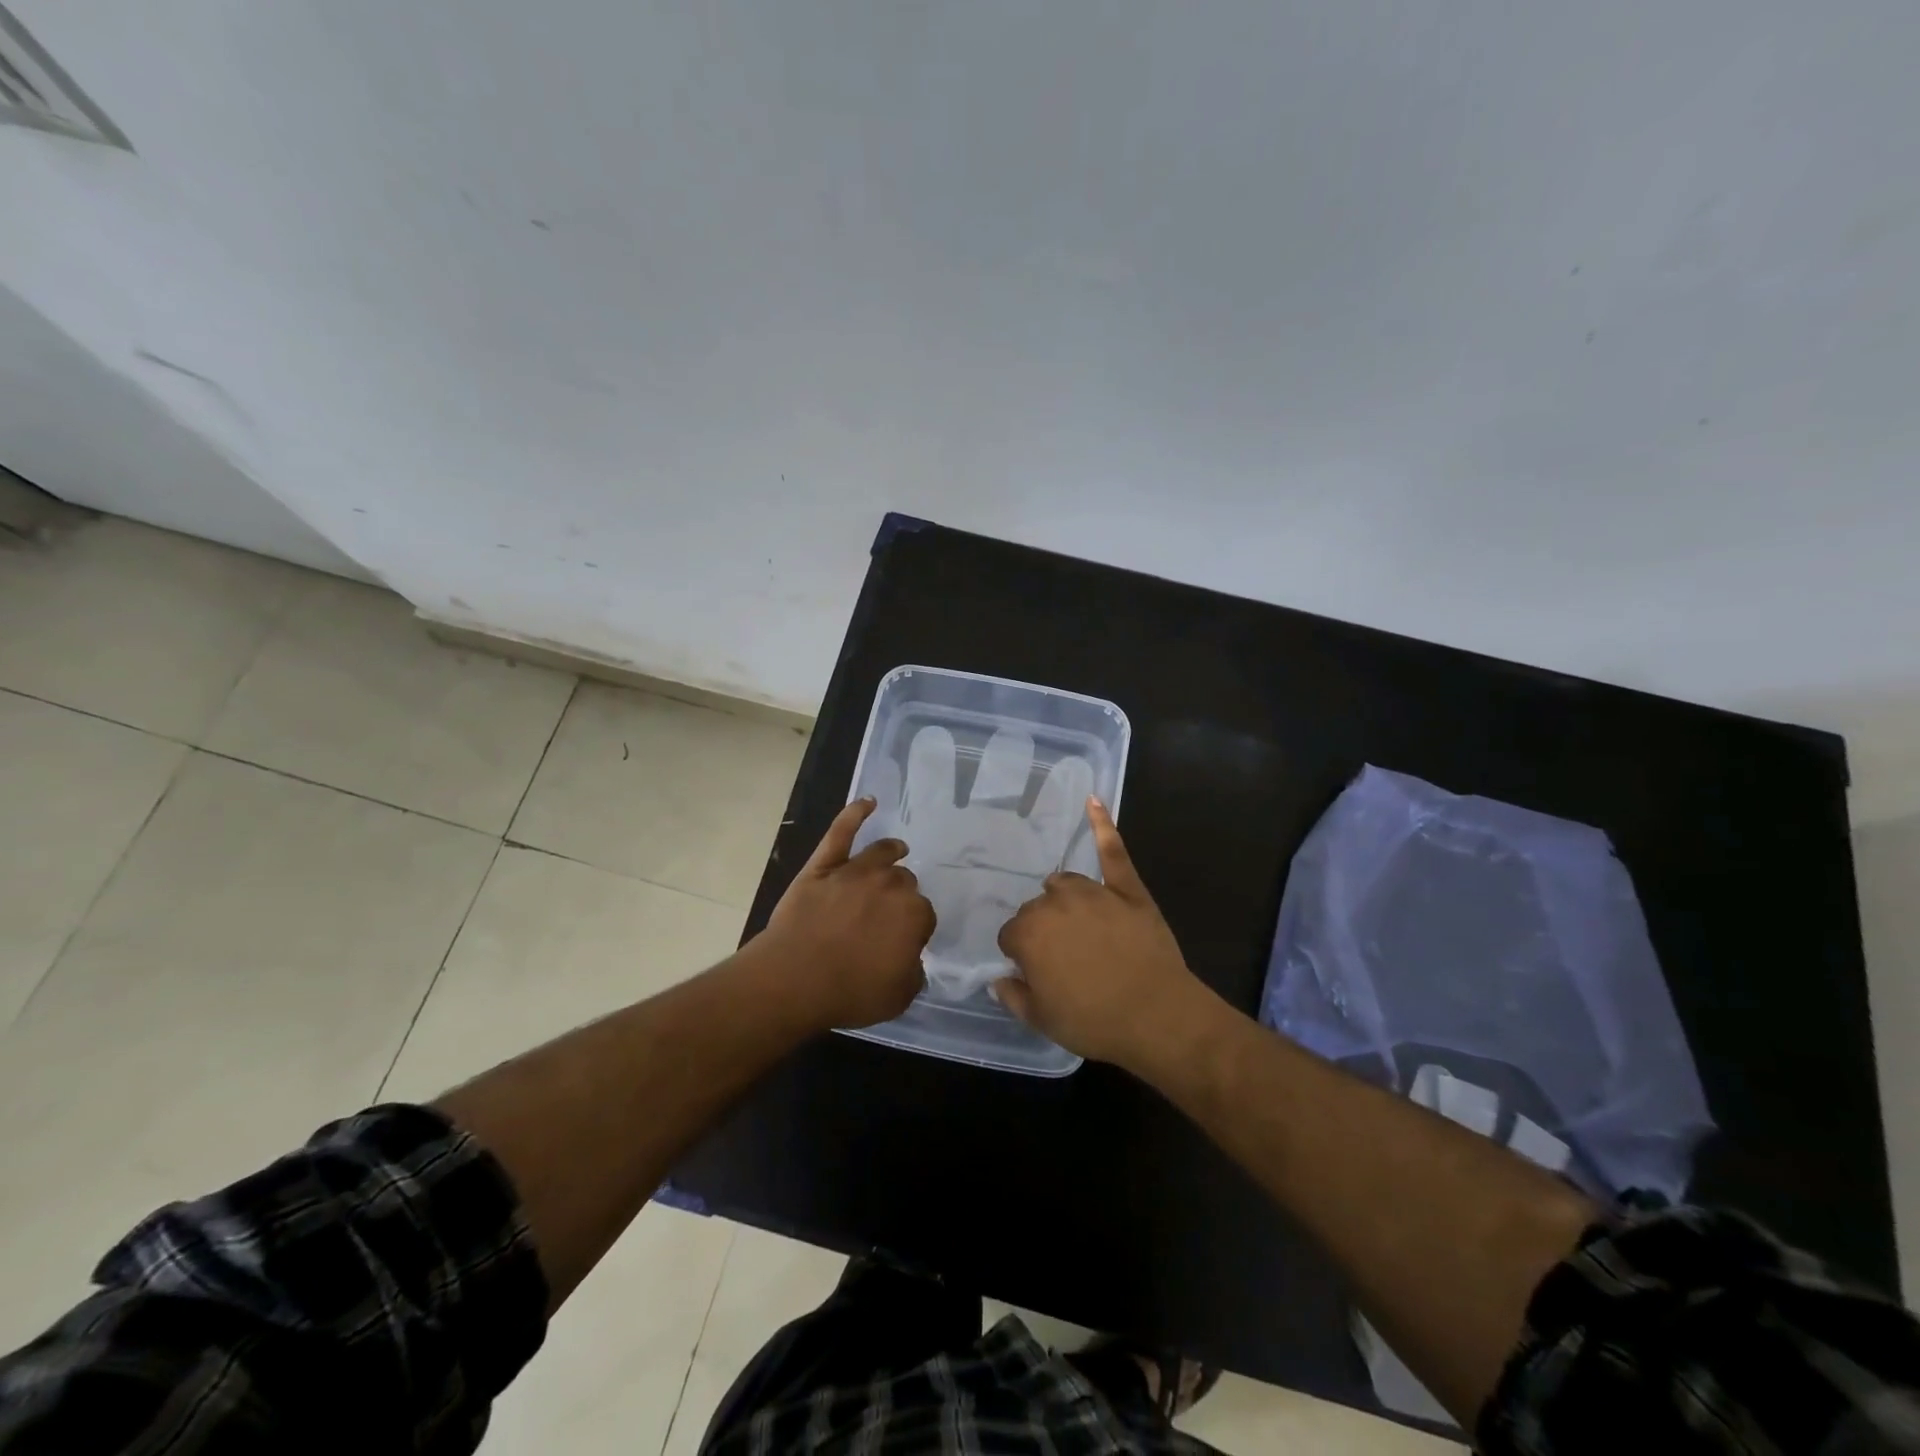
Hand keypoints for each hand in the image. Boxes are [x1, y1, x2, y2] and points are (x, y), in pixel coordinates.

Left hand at [763, 798, 933, 1028]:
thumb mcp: (899, 997)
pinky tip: (867, 802)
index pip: (924, 916)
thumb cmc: (850, 991)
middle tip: (889, 912)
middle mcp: (890, 884)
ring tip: (897, 850)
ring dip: (892, 852)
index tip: (905, 942)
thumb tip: (911, 960)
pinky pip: (842, 831)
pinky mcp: (824, 865)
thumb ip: (913, 973)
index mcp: (913, 914)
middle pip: (904, 882)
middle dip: (902, 895)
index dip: (915, 929)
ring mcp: (855, 870)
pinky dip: (855, 813)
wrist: (794, 978)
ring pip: (883, 854)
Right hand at [995, 799, 1206, 1069]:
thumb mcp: (1042, 1020)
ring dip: (1063, 899)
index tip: (1037, 974)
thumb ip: (1013, 995)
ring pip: (1064, 883)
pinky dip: (1102, 824)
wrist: (1157, 1016)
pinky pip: (1111, 851)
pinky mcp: (1126, 888)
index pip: (1011, 936)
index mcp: (1028, 933)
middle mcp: (1054, 903)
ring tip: (1077, 924)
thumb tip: (999, 978)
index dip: (1022, 956)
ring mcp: (1093, 891)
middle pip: (1037, 908)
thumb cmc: (1094, 1021)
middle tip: (1065, 961)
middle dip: (1044, 930)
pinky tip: (1093, 800)